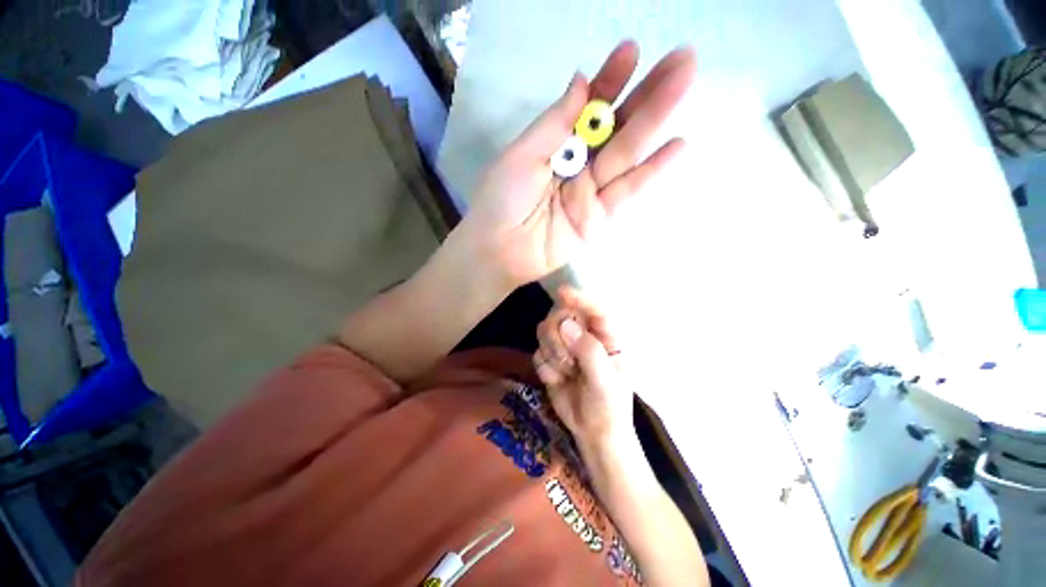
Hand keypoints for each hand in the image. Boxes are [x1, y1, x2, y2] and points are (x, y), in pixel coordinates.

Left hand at [460, 41, 696, 287]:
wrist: (501, 250)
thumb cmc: (502, 200)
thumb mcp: (522, 155)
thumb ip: (554, 123)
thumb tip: (581, 80)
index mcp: (554, 145)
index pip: (587, 108)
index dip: (609, 81)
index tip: (631, 51)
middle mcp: (576, 164)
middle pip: (614, 127)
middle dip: (645, 93)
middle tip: (681, 57)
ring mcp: (590, 191)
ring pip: (626, 152)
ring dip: (656, 120)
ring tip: (685, 82)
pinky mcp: (599, 217)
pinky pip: (627, 190)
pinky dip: (651, 170)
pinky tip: (677, 145)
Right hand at [534, 287, 633, 448]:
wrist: (594, 433)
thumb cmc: (609, 406)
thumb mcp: (605, 381)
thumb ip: (589, 351)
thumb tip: (566, 324)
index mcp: (607, 336)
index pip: (595, 309)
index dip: (580, 298)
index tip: (562, 293)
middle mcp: (584, 335)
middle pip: (561, 316)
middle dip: (559, 338)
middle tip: (569, 361)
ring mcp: (565, 346)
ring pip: (545, 331)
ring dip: (552, 353)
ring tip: (566, 373)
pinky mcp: (550, 359)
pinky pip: (537, 353)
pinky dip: (545, 367)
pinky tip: (557, 380)